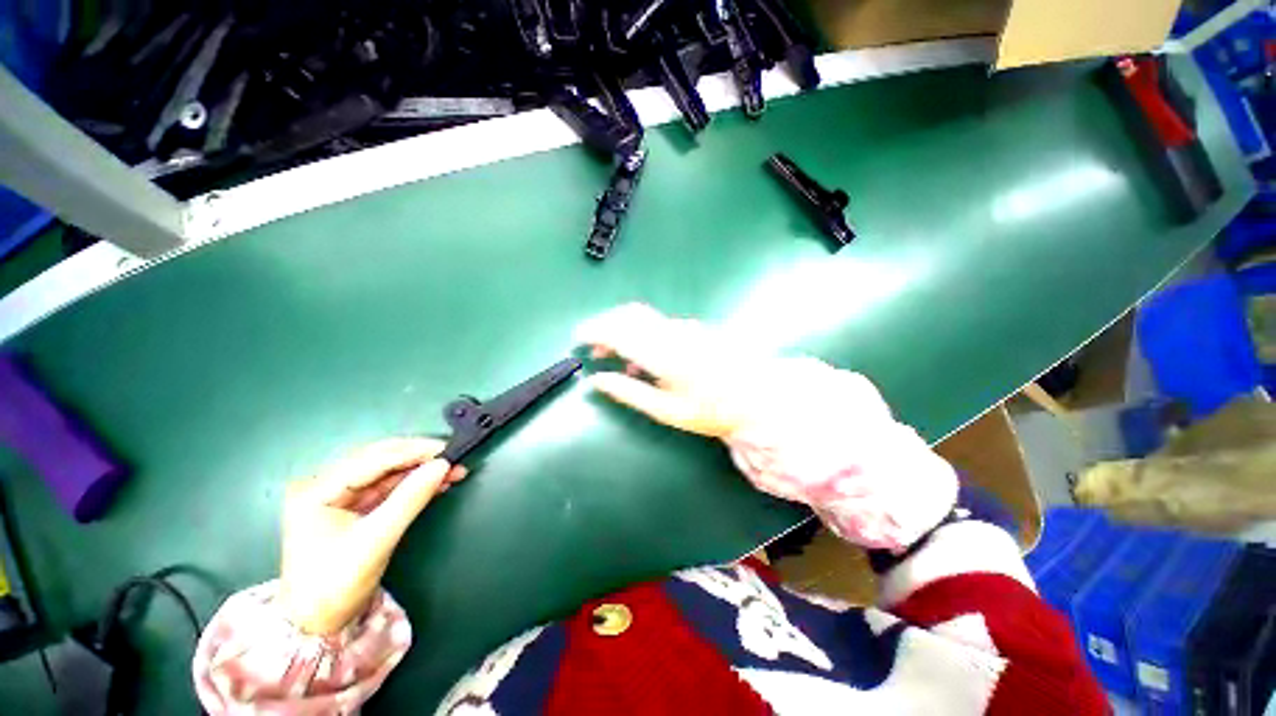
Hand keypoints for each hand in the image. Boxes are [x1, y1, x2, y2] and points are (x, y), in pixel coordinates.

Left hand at [278, 438, 466, 634]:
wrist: (316, 625)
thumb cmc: (335, 585)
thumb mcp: (376, 541)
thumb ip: (410, 499)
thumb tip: (443, 465)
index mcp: (317, 490)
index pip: (373, 459)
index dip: (414, 452)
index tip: (448, 450)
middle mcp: (324, 485)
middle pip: (379, 459)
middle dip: (419, 457)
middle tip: (453, 457)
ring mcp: (337, 495)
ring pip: (387, 471)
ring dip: (419, 470)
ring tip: (453, 470)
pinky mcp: (351, 506)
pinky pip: (387, 486)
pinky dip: (412, 484)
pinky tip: (436, 483)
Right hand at [574, 303, 887, 440]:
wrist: (757, 397)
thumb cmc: (710, 410)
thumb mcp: (666, 410)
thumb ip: (629, 393)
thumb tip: (597, 381)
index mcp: (662, 353)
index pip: (617, 330)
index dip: (593, 331)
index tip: (577, 339)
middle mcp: (670, 332)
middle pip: (628, 315)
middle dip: (604, 326)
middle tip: (592, 348)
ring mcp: (683, 327)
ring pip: (642, 317)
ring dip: (621, 328)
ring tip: (611, 354)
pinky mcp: (692, 328)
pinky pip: (657, 323)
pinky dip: (640, 333)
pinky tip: (641, 358)